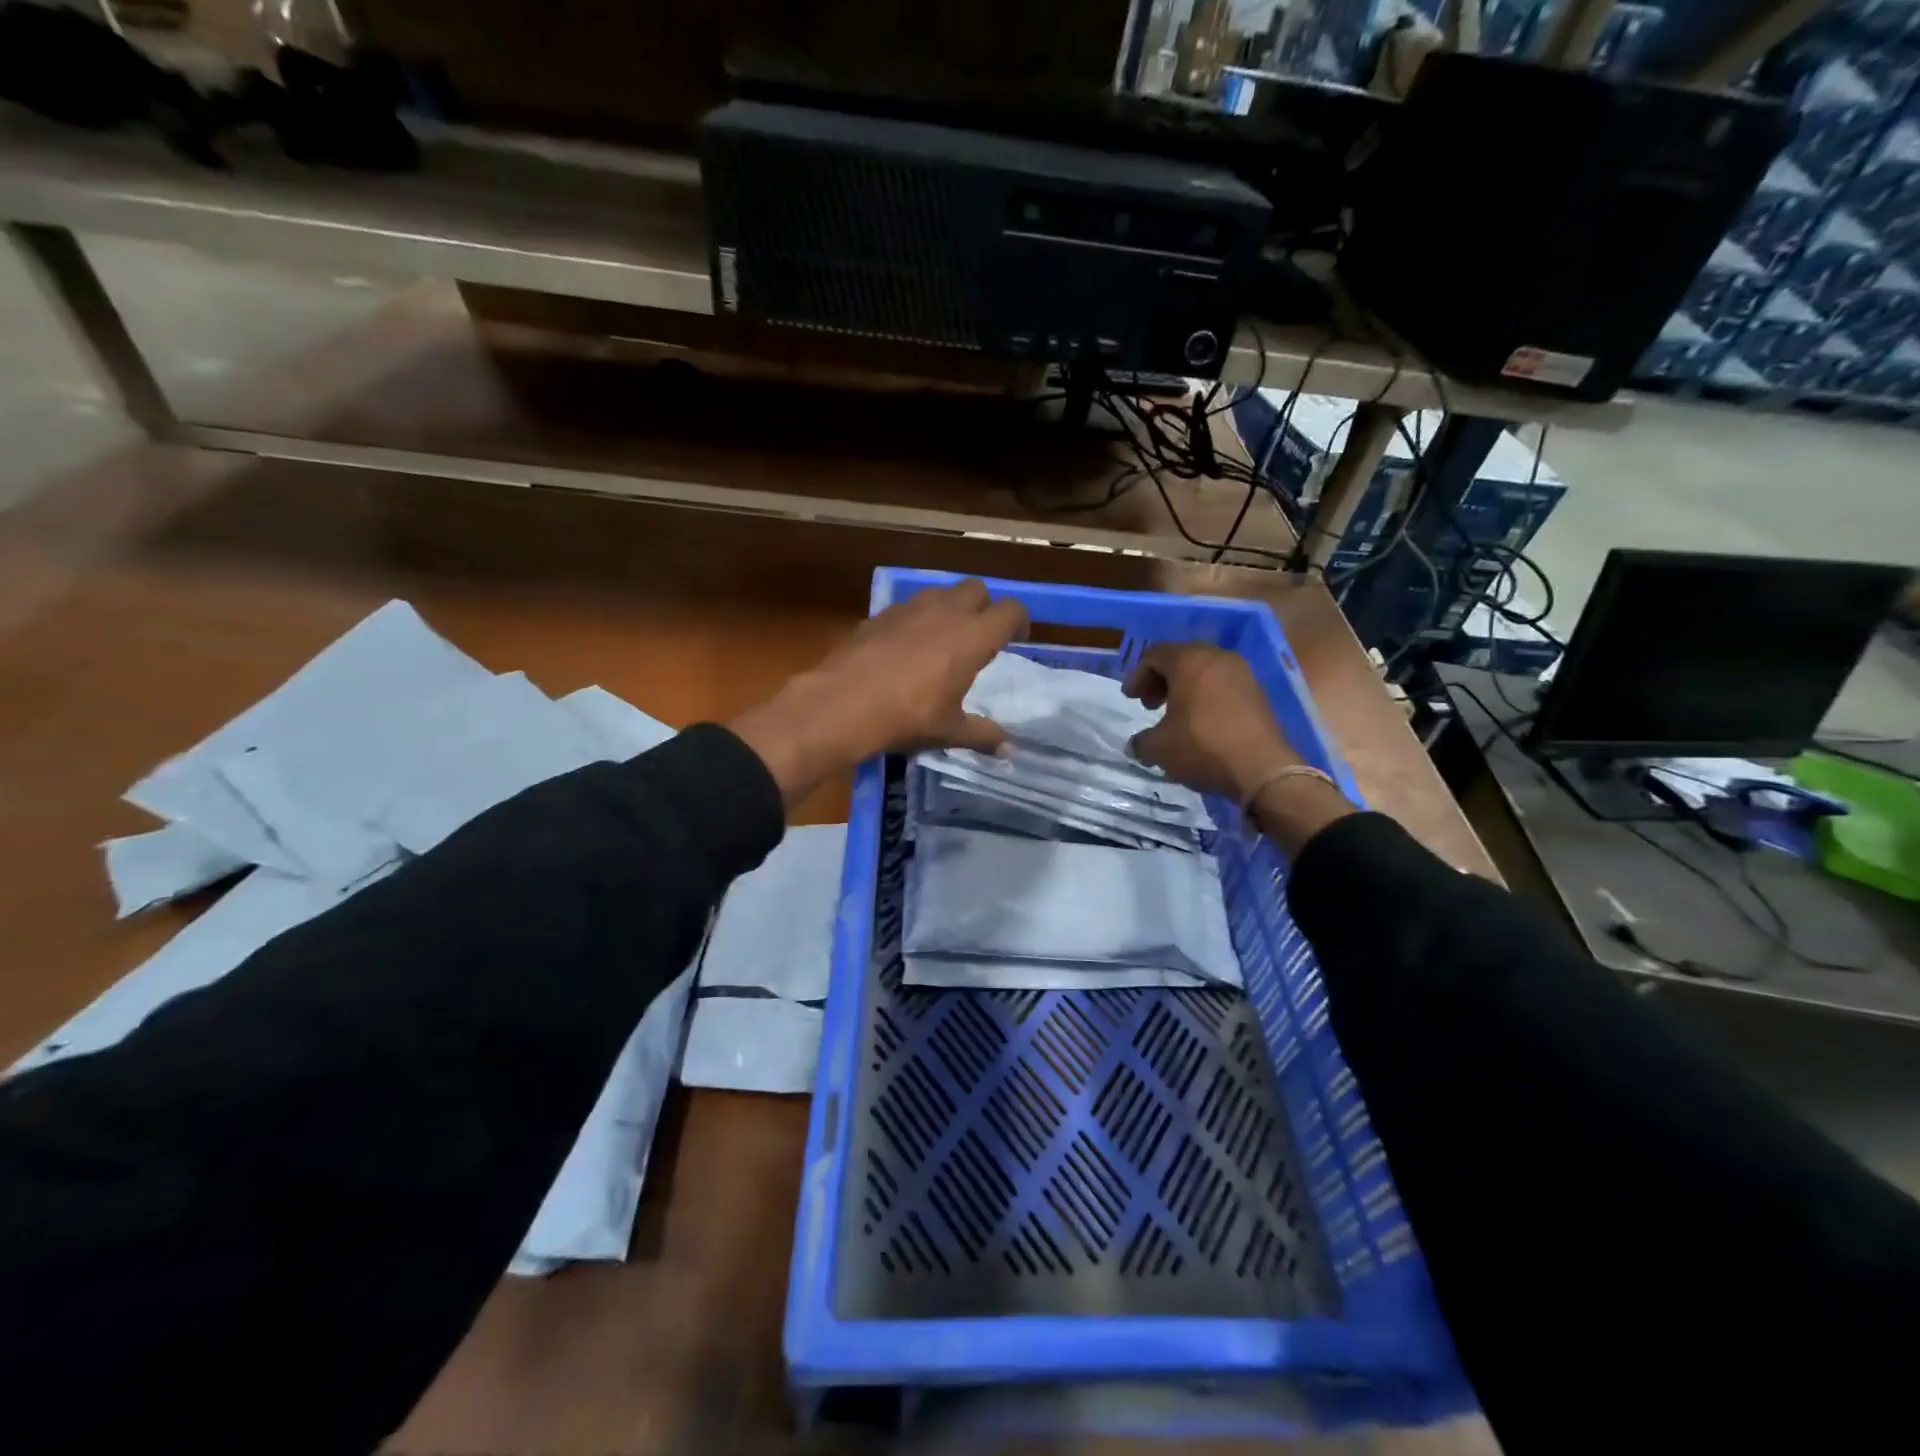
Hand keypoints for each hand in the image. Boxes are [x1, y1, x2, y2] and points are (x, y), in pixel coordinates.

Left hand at [731, 580, 1028, 803]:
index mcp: (972, 637)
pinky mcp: (879, 614)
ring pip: (940, 592)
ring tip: (942, 638)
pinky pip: (907, 607)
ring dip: (949, 608)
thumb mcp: (949, 731)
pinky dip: (915, 619)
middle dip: (984, 606)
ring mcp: (909, 608)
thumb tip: (1010, 749)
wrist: (843, 704)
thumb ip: (982, 735)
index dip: (1019, 621)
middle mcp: (945, 612)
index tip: (1016, 639)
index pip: (1010, 610)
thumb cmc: (907, 717)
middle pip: (977, 589)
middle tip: (979, 636)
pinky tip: (904, 646)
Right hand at [1123, 643, 1297, 798]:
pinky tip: (1200, 722)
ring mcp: (1242, 673)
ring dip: (1184, 688)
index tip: (1130, 699)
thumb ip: (1141, 740)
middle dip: (1161, 679)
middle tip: (1149, 703)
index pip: (1155, 655)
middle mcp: (1218, 658)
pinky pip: (1223, 685)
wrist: (1262, 768)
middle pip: (1181, 658)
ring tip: (1175, 715)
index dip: (1137, 675)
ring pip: (1204, 671)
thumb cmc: (1202, 747)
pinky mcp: (1258, 693)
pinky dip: (1206, 696)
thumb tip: (1139, 743)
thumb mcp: (1158, 747)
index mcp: (1190, 660)